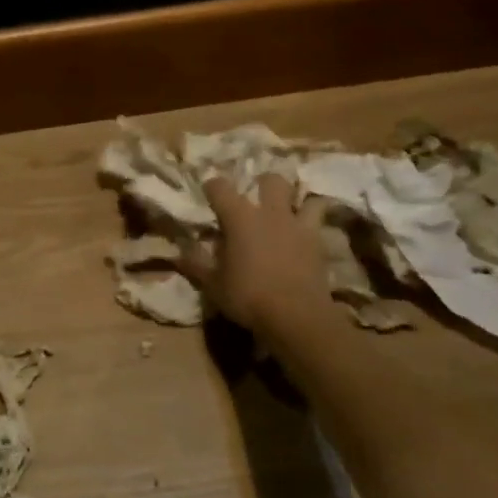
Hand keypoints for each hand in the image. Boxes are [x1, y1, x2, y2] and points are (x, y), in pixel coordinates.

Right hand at [178, 173, 330, 330]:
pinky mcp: (319, 244)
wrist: (296, 316)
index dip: (212, 187)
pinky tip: (305, 237)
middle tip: (256, 198)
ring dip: (297, 202)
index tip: (208, 193)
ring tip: (290, 212)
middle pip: (271, 181)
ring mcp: (298, 226)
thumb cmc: (247, 296)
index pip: (220, 187)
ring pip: (306, 198)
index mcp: (239, 218)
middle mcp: (271, 213)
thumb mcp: (213, 284)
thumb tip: (177, 252)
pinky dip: (313, 226)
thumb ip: (196, 264)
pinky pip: (320, 224)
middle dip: (263, 184)